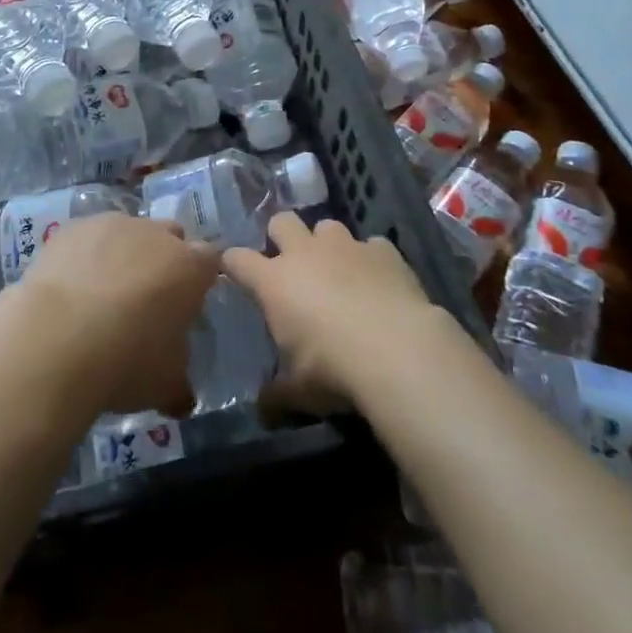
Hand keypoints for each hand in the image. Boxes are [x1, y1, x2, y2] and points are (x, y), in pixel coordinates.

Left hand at [17, 213, 218, 417]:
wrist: (56, 339)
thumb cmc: (125, 361)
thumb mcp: (165, 386)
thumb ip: (180, 384)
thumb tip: (182, 397)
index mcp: (190, 267)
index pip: (210, 260)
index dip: (201, 278)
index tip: (188, 302)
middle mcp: (156, 234)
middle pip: (171, 237)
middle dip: (164, 259)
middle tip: (147, 298)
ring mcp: (113, 224)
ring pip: (129, 232)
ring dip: (124, 253)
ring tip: (102, 293)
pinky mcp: (74, 227)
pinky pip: (89, 235)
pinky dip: (87, 253)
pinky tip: (71, 284)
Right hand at [222, 215, 437, 415]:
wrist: (398, 350)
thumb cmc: (334, 369)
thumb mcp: (299, 391)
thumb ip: (277, 394)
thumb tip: (262, 410)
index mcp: (274, 281)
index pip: (238, 259)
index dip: (233, 262)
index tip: (233, 269)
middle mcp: (305, 253)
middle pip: (282, 222)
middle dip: (281, 236)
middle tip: (290, 262)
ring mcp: (346, 246)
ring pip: (327, 226)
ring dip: (327, 245)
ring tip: (338, 271)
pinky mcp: (384, 251)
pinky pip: (372, 245)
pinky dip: (371, 259)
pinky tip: (379, 281)